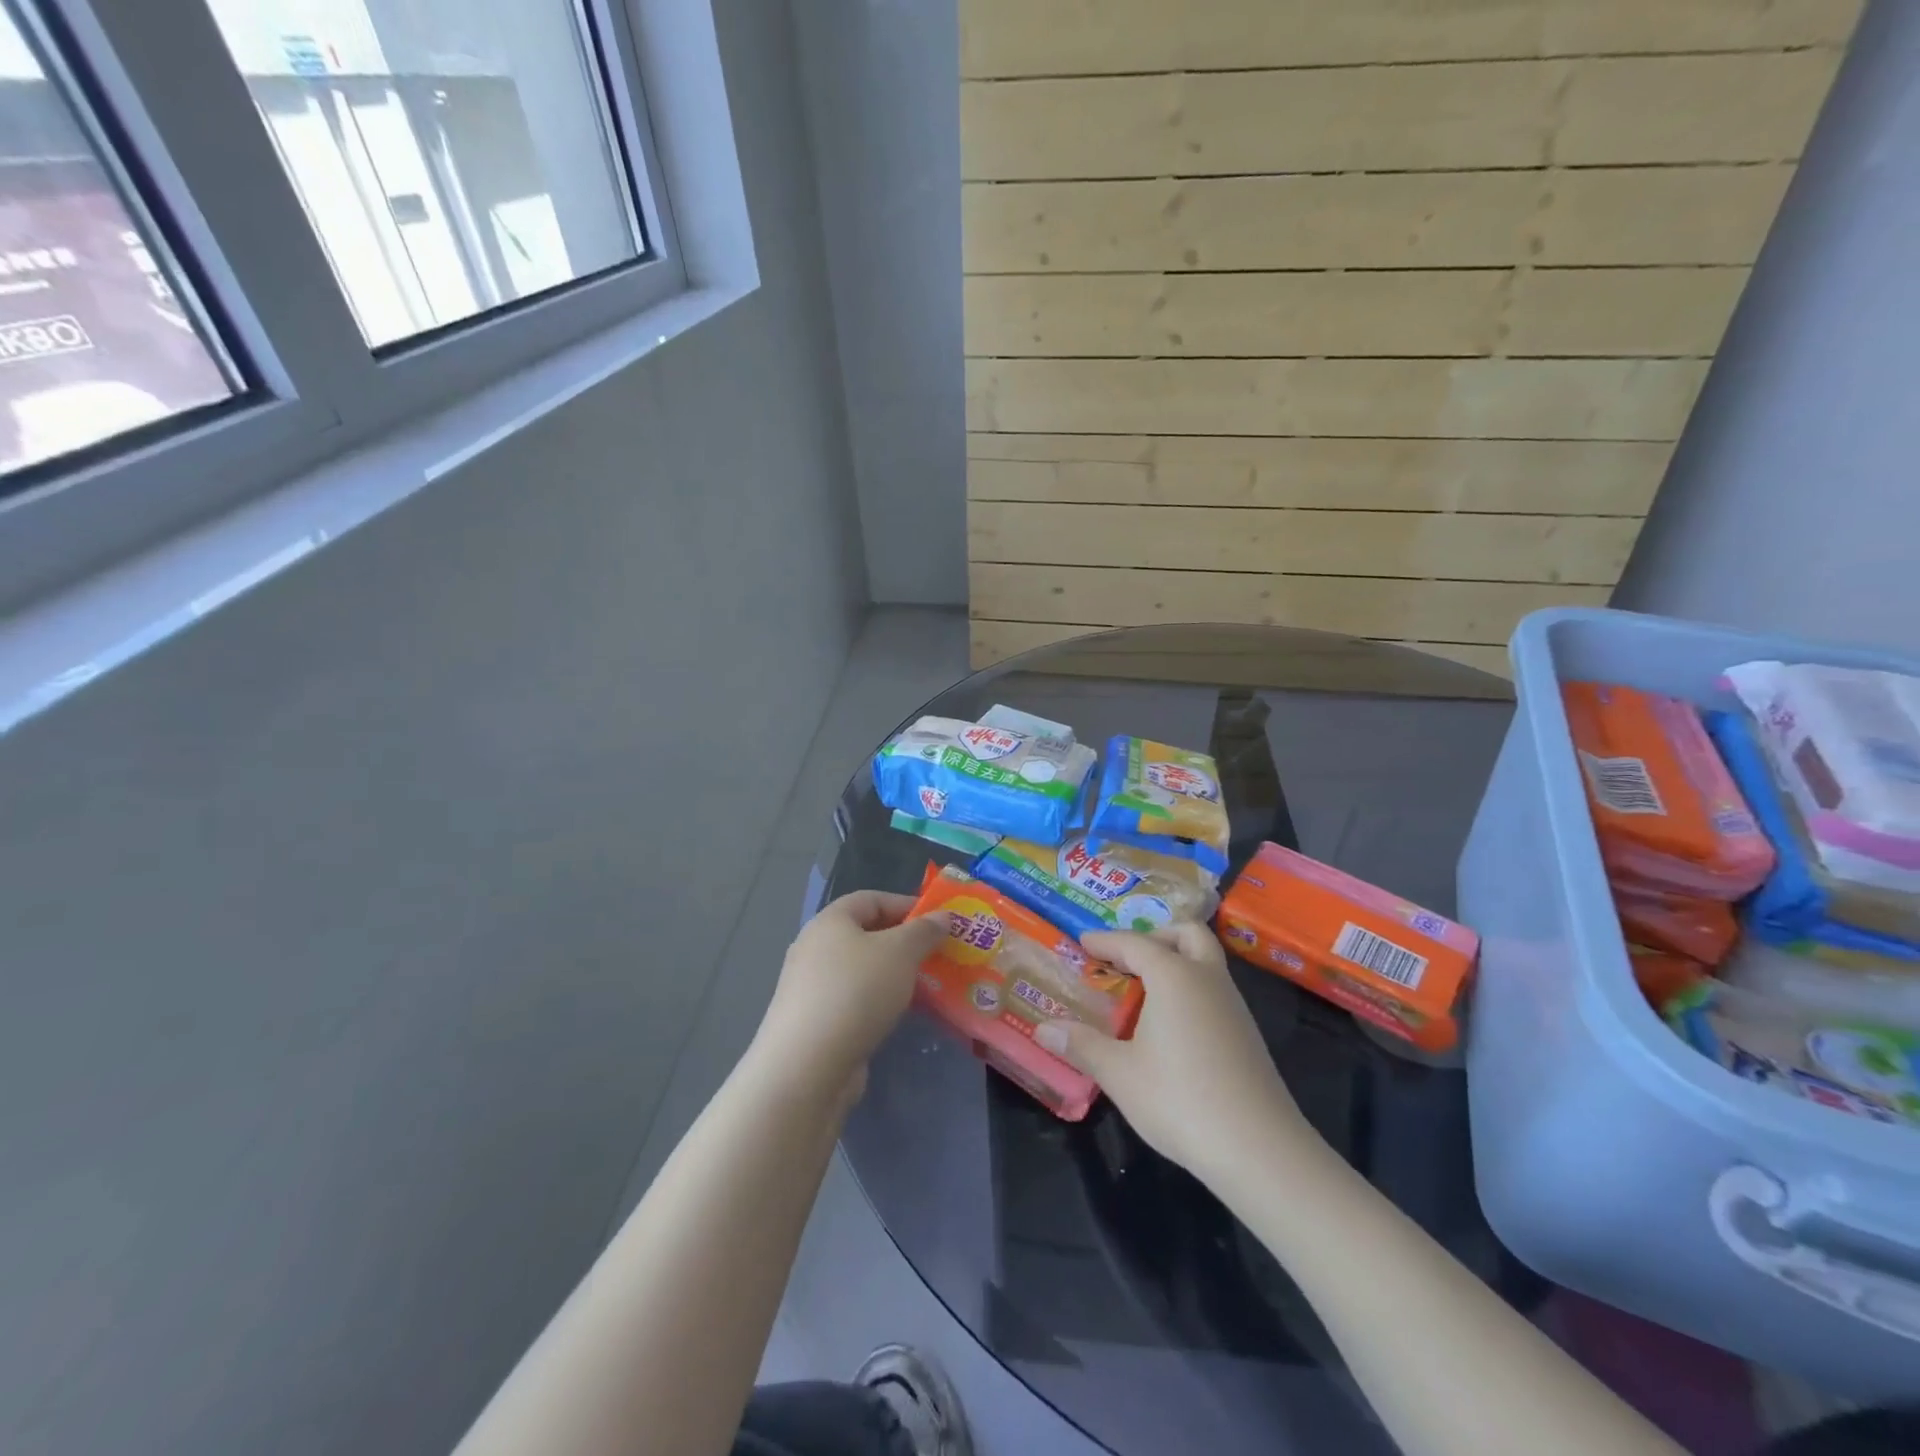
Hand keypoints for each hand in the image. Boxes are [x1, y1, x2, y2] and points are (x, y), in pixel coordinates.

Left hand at [753, 890, 945, 1092]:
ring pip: (862, 971)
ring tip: (927, 988)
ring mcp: (811, 987)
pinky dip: (879, 1003)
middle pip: (866, 935)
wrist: (808, 1066)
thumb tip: (942, 916)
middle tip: (937, 956)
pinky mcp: (815, 1022)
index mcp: (830, 921)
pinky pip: (854, 1001)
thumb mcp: (900, 952)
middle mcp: (815, 948)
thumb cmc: (856, 992)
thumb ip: (924, 931)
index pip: (871, 899)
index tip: (938, 922)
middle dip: (904, 943)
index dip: (906, 905)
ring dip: (894, 976)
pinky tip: (900, 1016)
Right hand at [1039, 924, 1320, 1179]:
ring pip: (1205, 961)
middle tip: (1126, 957)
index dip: (1105, 941)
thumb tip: (1043, 1029)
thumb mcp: (1120, 1073)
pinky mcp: (1247, 1033)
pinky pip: (1213, 989)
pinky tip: (1169, 1025)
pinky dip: (1189, 988)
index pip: (1134, 943)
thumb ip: (1082, 1045)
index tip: (1082, 942)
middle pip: (1186, 934)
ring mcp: (1233, 1005)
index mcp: (1174, 975)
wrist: (1260, 1149)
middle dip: (1155, 936)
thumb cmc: (1180, 1099)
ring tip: (1141, 991)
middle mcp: (1207, 978)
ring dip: (1175, 962)